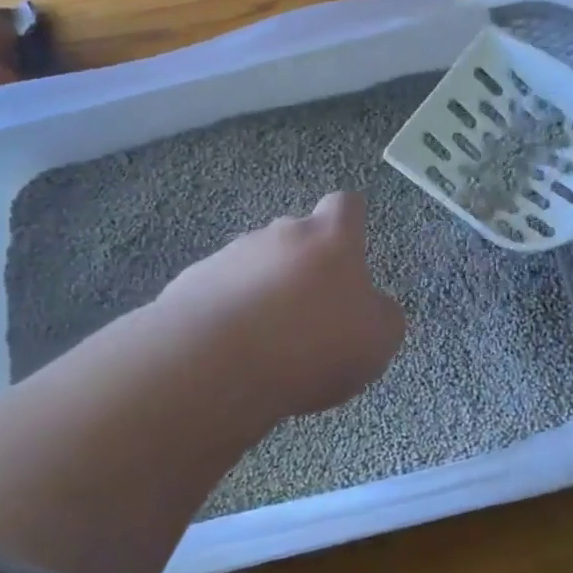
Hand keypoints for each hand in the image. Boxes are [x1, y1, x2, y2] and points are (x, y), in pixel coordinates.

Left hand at [158, 191, 405, 418]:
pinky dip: (230, 314)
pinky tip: (231, 353)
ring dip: (265, 292)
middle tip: (311, 315)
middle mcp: (279, 234)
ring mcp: (230, 255)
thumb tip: (373, 307)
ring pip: (257, 266)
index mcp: (330, 239)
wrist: (215, 366)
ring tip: (267, 344)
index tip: (352, 249)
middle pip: (297, 237)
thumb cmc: (313, 346)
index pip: (346, 206)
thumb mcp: (378, 341)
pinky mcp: (190, 284)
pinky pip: (220, 293)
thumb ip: (382, 315)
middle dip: (305, 267)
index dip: (351, 222)